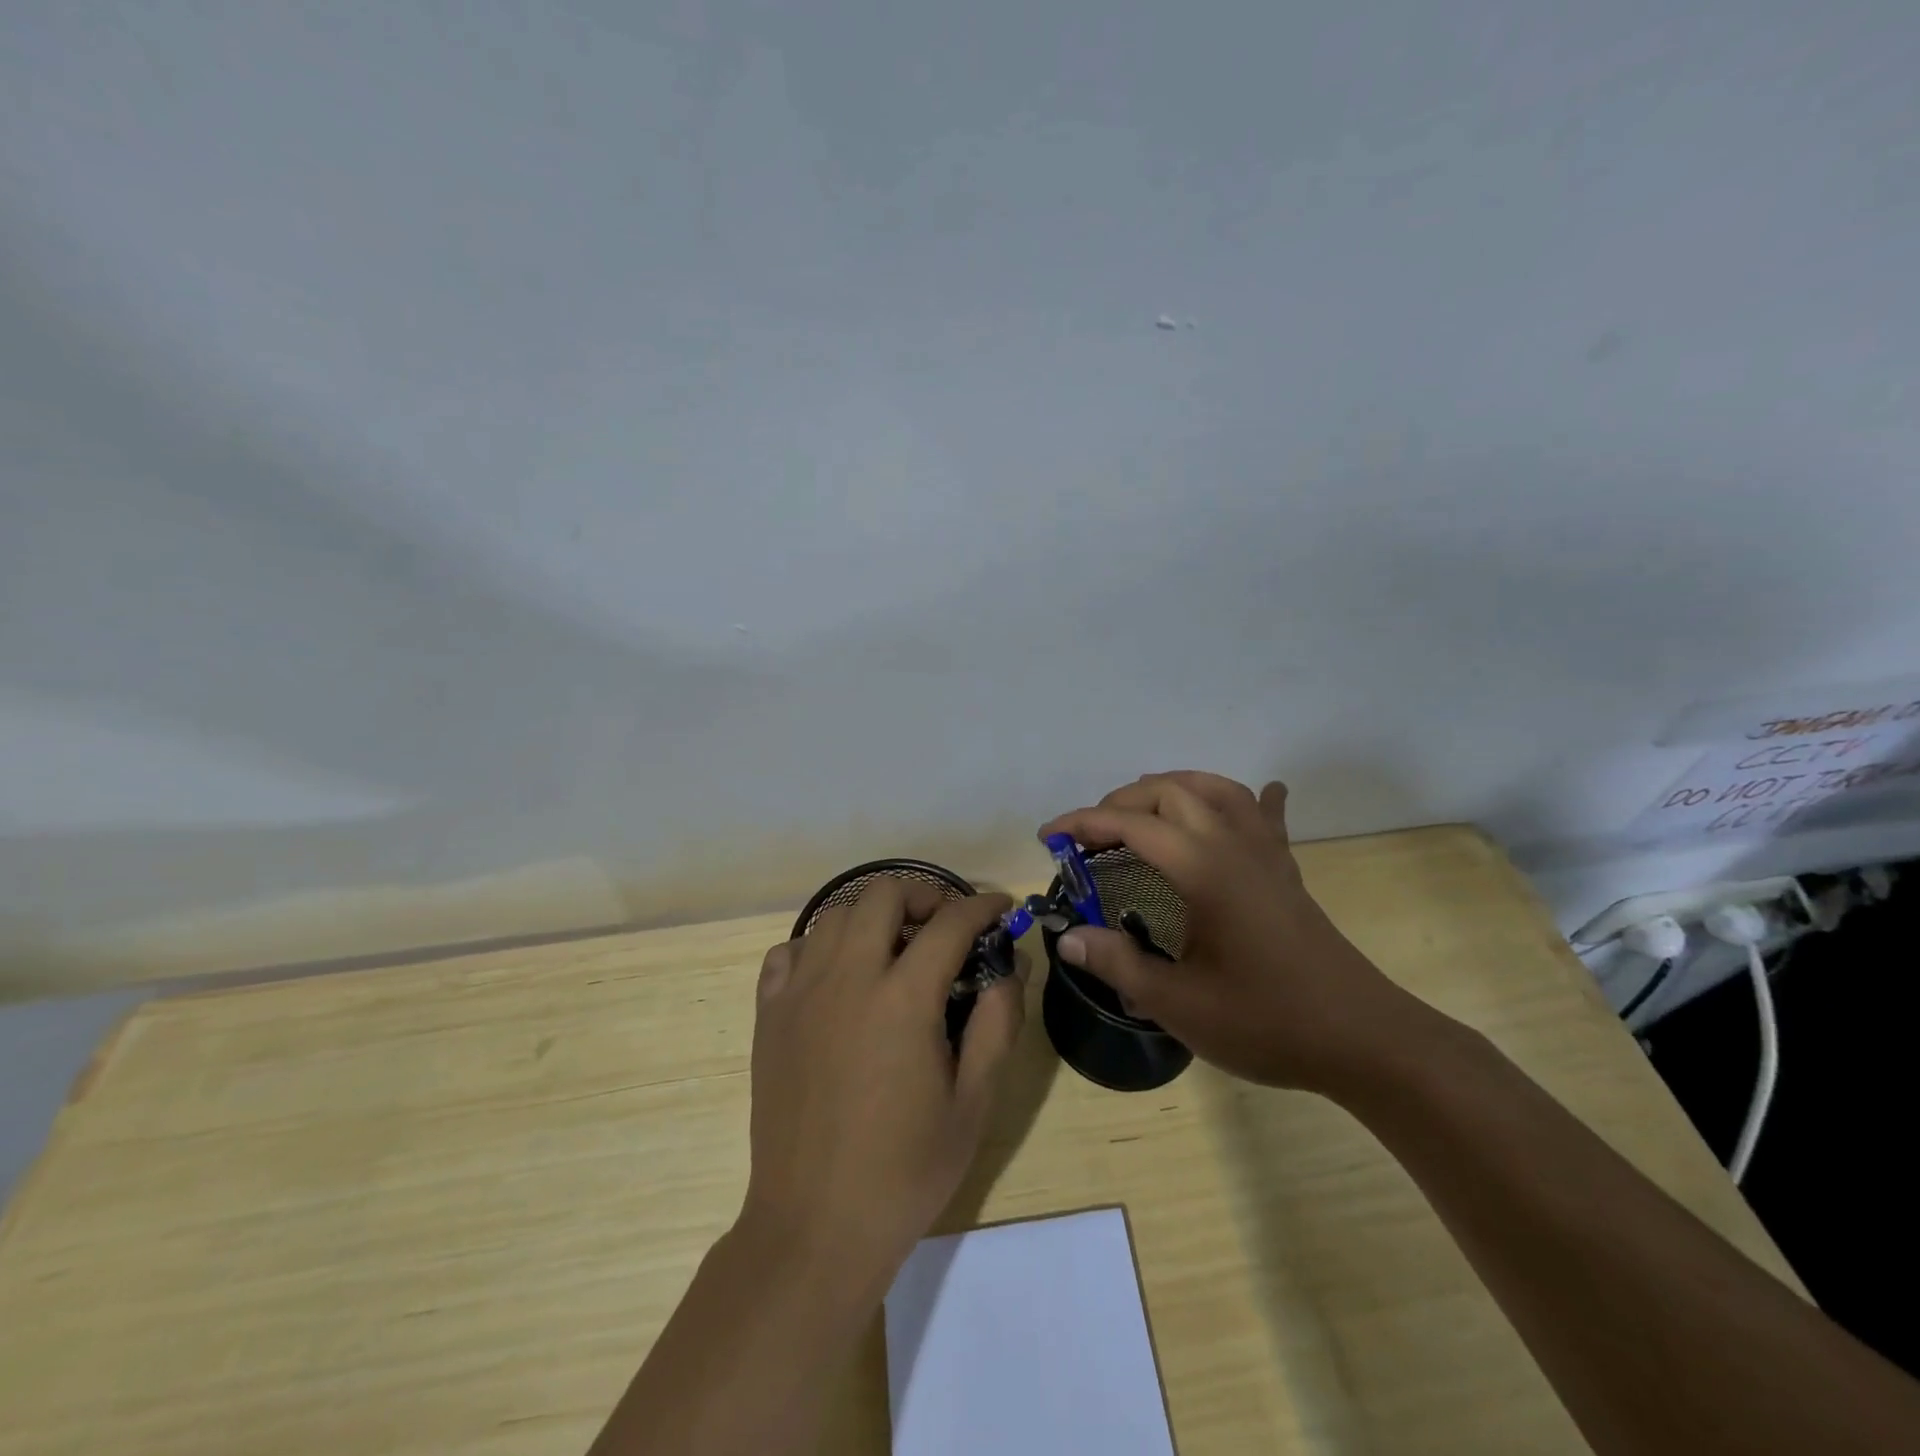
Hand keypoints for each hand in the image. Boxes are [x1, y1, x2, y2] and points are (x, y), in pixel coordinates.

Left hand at [740, 879, 1023, 1284]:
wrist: (814, 1226)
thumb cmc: (904, 1171)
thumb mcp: (973, 1104)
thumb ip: (997, 1025)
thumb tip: (1011, 968)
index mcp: (902, 1000)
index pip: (949, 923)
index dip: (982, 906)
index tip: (999, 906)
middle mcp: (847, 978)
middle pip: (882, 894)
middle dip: (923, 894)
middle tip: (944, 924)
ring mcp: (799, 993)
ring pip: (834, 915)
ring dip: (871, 917)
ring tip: (893, 949)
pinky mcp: (768, 1015)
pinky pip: (789, 952)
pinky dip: (818, 947)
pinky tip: (837, 977)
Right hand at [1039, 771, 1423, 1093]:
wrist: (1363, 1040)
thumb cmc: (1266, 1021)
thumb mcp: (1178, 1003)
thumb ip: (1118, 963)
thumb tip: (1069, 938)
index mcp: (1202, 868)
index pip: (1131, 824)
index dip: (1082, 823)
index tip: (1048, 837)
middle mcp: (1232, 845)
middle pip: (1170, 791)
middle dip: (1122, 802)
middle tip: (1090, 837)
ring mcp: (1265, 854)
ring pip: (1217, 789)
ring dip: (1172, 788)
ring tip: (1143, 812)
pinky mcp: (1286, 871)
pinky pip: (1263, 816)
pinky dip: (1246, 799)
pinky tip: (1256, 796)